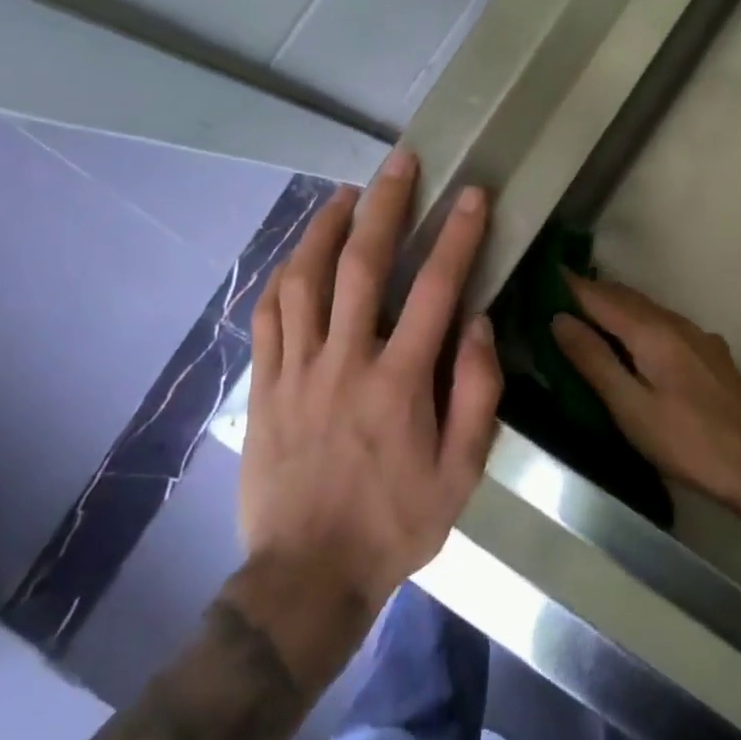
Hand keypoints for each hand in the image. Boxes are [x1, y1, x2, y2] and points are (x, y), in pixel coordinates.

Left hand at [241, 148, 501, 609]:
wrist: (306, 576)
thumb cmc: (395, 523)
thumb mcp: (461, 472)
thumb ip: (475, 392)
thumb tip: (476, 322)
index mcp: (400, 382)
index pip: (436, 289)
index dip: (456, 235)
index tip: (471, 195)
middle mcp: (346, 361)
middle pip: (362, 265)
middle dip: (385, 206)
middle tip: (399, 163)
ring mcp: (297, 370)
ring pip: (304, 279)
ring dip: (325, 227)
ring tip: (345, 193)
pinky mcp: (265, 386)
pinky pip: (267, 316)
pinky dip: (282, 274)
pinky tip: (296, 253)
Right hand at [551, 277, 740, 511]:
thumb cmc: (685, 441)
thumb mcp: (629, 407)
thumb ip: (594, 360)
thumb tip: (560, 319)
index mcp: (653, 332)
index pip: (603, 298)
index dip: (573, 286)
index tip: (547, 273)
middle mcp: (677, 323)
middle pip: (627, 298)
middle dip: (594, 292)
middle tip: (560, 293)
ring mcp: (699, 337)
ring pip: (649, 310)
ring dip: (618, 306)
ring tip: (590, 313)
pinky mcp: (711, 354)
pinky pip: (667, 324)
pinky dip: (641, 322)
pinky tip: (637, 341)